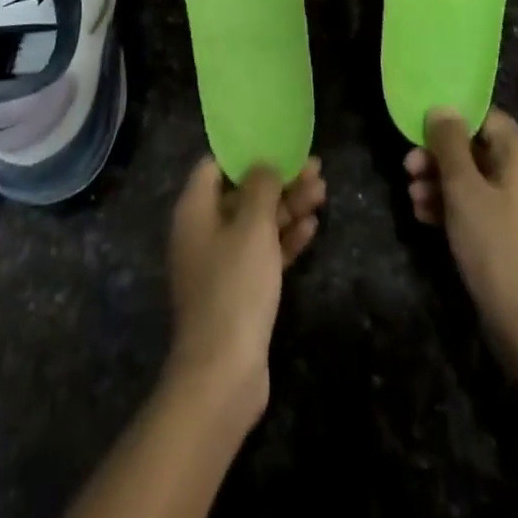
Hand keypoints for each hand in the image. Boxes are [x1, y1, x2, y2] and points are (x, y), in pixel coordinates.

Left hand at [165, 156, 324, 425]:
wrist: (223, 374)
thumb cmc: (234, 286)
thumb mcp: (252, 226)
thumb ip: (260, 188)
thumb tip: (263, 164)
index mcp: (195, 210)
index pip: (215, 165)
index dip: (245, 152)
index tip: (276, 142)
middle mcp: (203, 232)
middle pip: (242, 193)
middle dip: (278, 180)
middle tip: (315, 168)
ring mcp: (221, 263)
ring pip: (257, 223)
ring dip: (288, 207)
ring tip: (322, 191)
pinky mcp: (239, 291)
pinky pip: (263, 253)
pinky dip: (285, 239)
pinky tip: (312, 227)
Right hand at [405, 108, 517, 371]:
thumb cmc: (495, 243)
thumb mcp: (462, 187)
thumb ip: (448, 143)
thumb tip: (442, 108)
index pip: (484, 118)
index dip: (451, 121)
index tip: (419, 132)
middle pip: (477, 149)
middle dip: (439, 157)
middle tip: (407, 168)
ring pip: (475, 180)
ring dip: (441, 183)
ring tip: (411, 197)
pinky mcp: (515, 235)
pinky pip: (481, 206)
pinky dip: (454, 207)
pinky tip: (424, 217)